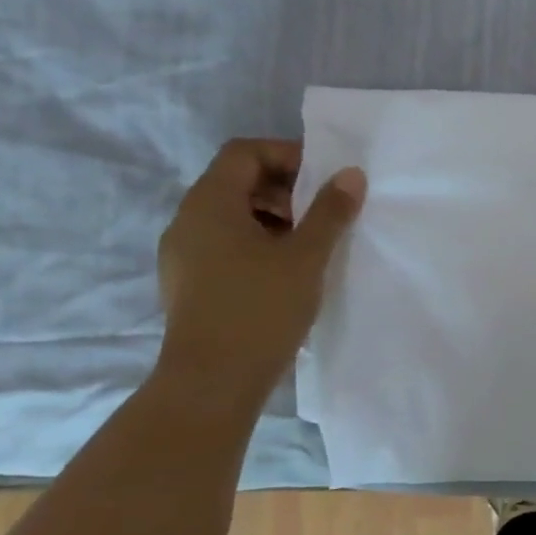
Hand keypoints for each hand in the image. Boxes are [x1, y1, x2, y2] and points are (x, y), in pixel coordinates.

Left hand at [155, 139, 364, 404]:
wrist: (213, 381)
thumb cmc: (261, 308)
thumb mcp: (307, 256)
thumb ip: (330, 211)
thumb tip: (351, 174)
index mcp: (209, 204)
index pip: (243, 152)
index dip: (287, 155)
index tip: (325, 178)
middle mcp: (188, 221)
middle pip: (237, 181)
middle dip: (285, 188)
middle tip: (325, 211)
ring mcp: (184, 254)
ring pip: (233, 216)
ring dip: (275, 217)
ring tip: (312, 244)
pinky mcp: (191, 282)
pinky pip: (226, 244)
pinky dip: (260, 243)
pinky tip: (289, 271)